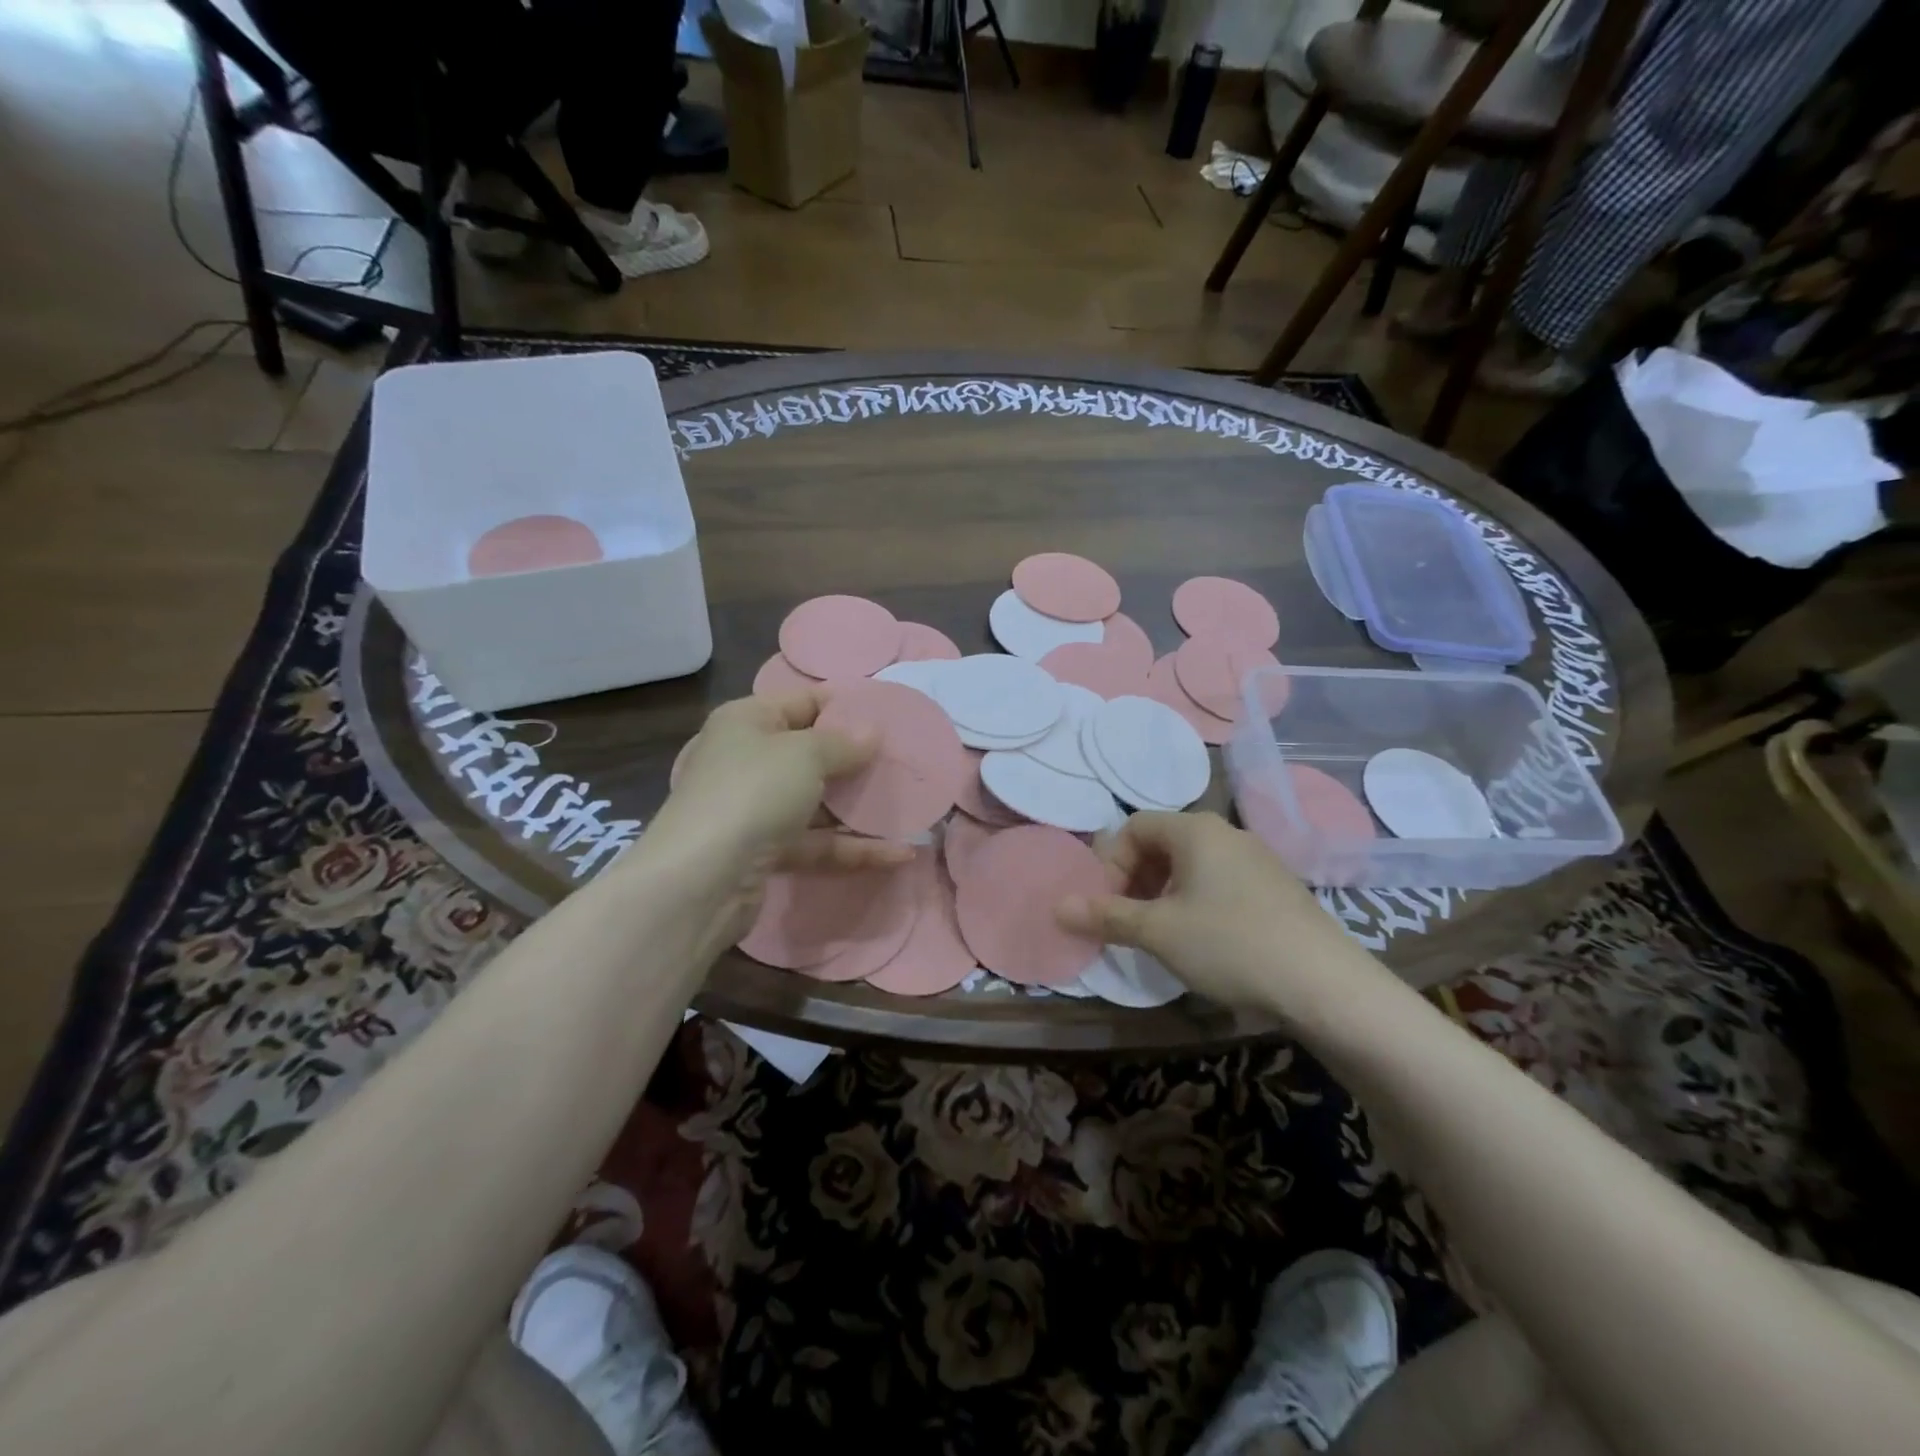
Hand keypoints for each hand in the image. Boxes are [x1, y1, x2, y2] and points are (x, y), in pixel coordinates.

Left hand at [648, 691, 913, 950]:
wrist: (701, 880)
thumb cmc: (753, 792)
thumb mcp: (804, 754)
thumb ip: (843, 742)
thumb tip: (871, 733)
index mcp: (747, 722)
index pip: (803, 702)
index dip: (845, 705)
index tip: (890, 714)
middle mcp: (748, 760)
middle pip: (811, 754)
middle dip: (857, 760)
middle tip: (905, 760)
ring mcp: (756, 809)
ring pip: (817, 802)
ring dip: (860, 808)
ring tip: (910, 807)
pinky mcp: (766, 853)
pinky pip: (817, 844)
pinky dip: (853, 848)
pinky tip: (898, 855)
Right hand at [1057, 811, 1379, 1011]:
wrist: (1327, 986)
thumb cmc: (1230, 945)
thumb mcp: (1159, 932)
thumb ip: (1105, 915)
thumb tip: (1056, 906)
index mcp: (1196, 830)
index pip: (1133, 827)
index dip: (1110, 865)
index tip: (1109, 907)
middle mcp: (1226, 833)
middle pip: (1161, 843)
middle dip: (1134, 880)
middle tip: (1129, 923)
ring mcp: (1257, 859)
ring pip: (1191, 866)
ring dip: (1163, 894)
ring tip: (1162, 936)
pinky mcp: (1276, 888)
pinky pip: (1219, 882)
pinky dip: (1195, 903)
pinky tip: (1203, 943)